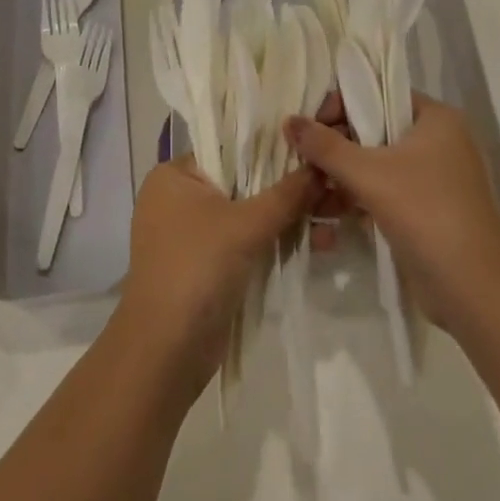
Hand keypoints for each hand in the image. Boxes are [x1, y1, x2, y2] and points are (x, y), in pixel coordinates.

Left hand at [115, 158, 315, 396]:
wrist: (166, 352)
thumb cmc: (198, 269)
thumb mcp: (247, 225)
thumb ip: (287, 193)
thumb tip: (322, 165)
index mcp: (174, 175)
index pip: (230, 148)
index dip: (273, 149)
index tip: (314, 152)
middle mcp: (178, 198)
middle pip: (243, 183)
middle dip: (288, 189)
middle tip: (333, 189)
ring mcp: (191, 234)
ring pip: (248, 214)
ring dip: (288, 218)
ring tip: (333, 220)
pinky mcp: (206, 265)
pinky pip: (246, 242)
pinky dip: (275, 241)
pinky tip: (316, 243)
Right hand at [285, 95, 499, 335]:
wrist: (475, 289)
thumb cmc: (425, 212)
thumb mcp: (369, 174)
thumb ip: (326, 146)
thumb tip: (289, 121)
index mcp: (435, 118)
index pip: (379, 95)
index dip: (341, 106)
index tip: (310, 129)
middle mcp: (438, 141)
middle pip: (375, 131)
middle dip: (337, 147)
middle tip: (303, 161)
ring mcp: (434, 179)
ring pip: (377, 165)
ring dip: (343, 177)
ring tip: (308, 191)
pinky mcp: (427, 211)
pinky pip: (385, 193)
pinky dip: (359, 199)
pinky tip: (327, 215)